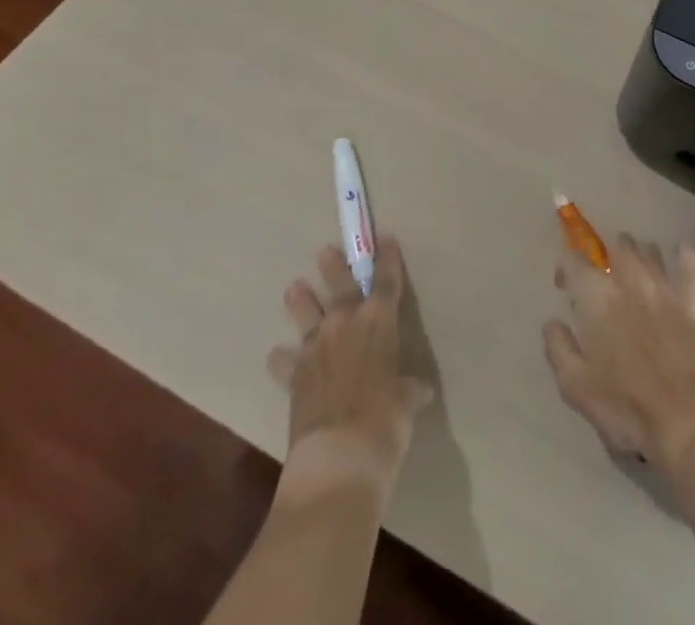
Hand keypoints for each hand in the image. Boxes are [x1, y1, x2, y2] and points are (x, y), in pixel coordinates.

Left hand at [268, 237, 433, 506]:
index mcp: (379, 320)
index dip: (387, 259)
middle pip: (340, 287)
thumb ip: (408, 389)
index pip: (386, 280)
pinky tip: (277, 357)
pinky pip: (286, 363)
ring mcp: (316, 348)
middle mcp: (345, 324)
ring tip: (294, 289)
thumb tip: (417, 390)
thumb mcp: (407, 402)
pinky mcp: (295, 377)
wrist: (338, 456)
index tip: (385, 238)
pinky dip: (282, 360)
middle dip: (335, 268)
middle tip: (325, 251)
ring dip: (302, 302)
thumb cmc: (386, 420)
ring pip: (307, 315)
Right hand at [543, 235, 694, 477]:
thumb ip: (558, 347)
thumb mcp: (575, 386)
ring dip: (640, 256)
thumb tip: (553, 322)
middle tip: (604, 282)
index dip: (566, 268)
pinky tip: (680, 261)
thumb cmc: (625, 406)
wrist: (686, 419)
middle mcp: (628, 278)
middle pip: (616, 244)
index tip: (565, 287)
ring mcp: (664, 285)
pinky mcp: (693, 299)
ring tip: (636, 275)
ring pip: (649, 248)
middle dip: (607, 255)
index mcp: (595, 296)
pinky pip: (691, 260)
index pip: (573, 258)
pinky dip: (684, 254)